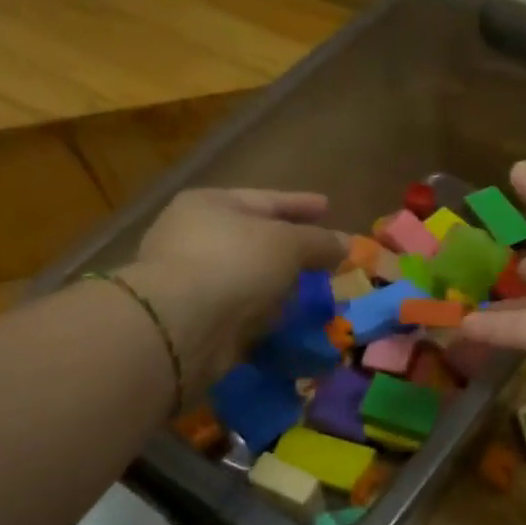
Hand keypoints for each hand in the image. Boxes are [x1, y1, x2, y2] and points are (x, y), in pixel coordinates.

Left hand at [117, 189, 344, 398]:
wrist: (179, 326)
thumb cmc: (234, 263)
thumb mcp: (288, 244)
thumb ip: (320, 241)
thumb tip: (346, 244)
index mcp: (211, 204)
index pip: (266, 199)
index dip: (300, 203)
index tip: (328, 205)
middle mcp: (194, 236)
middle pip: (256, 238)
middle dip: (291, 249)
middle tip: (324, 256)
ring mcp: (190, 279)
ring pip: (249, 277)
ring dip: (279, 286)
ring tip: (313, 293)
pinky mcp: (193, 318)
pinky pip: (241, 310)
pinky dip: (264, 314)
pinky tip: (289, 321)